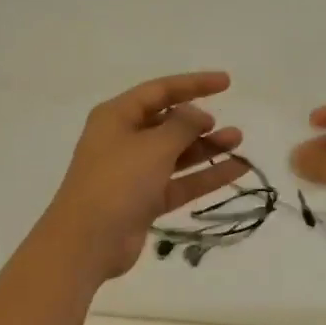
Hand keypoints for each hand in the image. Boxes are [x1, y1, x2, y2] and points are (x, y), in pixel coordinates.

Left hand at [38, 72, 249, 282]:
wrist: (88, 241)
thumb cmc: (117, 182)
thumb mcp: (153, 146)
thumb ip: (182, 126)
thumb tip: (196, 114)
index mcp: (116, 117)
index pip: (159, 91)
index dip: (193, 84)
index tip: (226, 83)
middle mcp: (123, 140)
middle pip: (167, 123)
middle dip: (199, 123)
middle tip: (228, 128)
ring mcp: (134, 173)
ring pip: (176, 154)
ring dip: (206, 148)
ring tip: (238, 142)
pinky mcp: (144, 201)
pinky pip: (179, 182)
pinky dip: (204, 176)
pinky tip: (236, 170)